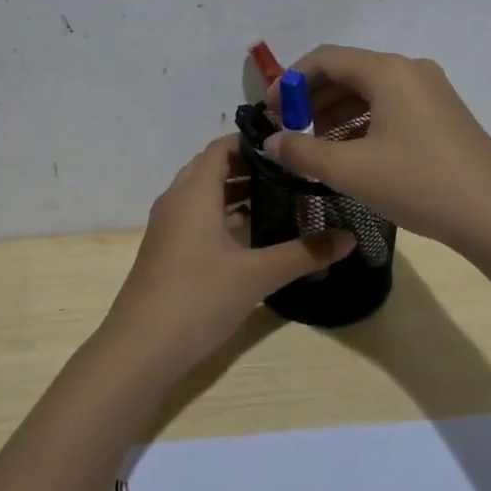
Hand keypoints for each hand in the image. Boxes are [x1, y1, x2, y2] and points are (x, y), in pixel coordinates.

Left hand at [106, 136, 354, 376]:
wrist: (140, 349)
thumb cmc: (198, 298)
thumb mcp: (256, 275)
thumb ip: (304, 253)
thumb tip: (350, 237)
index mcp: (194, 192)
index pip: (222, 147)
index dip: (254, 142)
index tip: (291, 146)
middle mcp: (176, 200)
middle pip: (212, 167)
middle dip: (249, 166)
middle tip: (291, 172)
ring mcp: (167, 226)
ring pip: (203, 194)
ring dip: (235, 191)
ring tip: (279, 198)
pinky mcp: (166, 250)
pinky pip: (196, 216)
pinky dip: (222, 214)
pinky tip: (250, 234)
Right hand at [263, 46, 490, 256]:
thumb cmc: (419, 184)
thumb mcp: (351, 170)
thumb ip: (302, 151)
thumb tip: (271, 141)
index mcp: (388, 71)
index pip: (325, 59)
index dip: (290, 81)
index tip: (270, 112)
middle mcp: (410, 71)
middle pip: (348, 73)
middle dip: (312, 100)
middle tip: (289, 132)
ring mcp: (431, 92)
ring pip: (369, 92)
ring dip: (336, 114)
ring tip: (316, 148)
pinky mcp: (443, 115)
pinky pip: (391, 108)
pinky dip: (362, 124)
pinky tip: (351, 155)